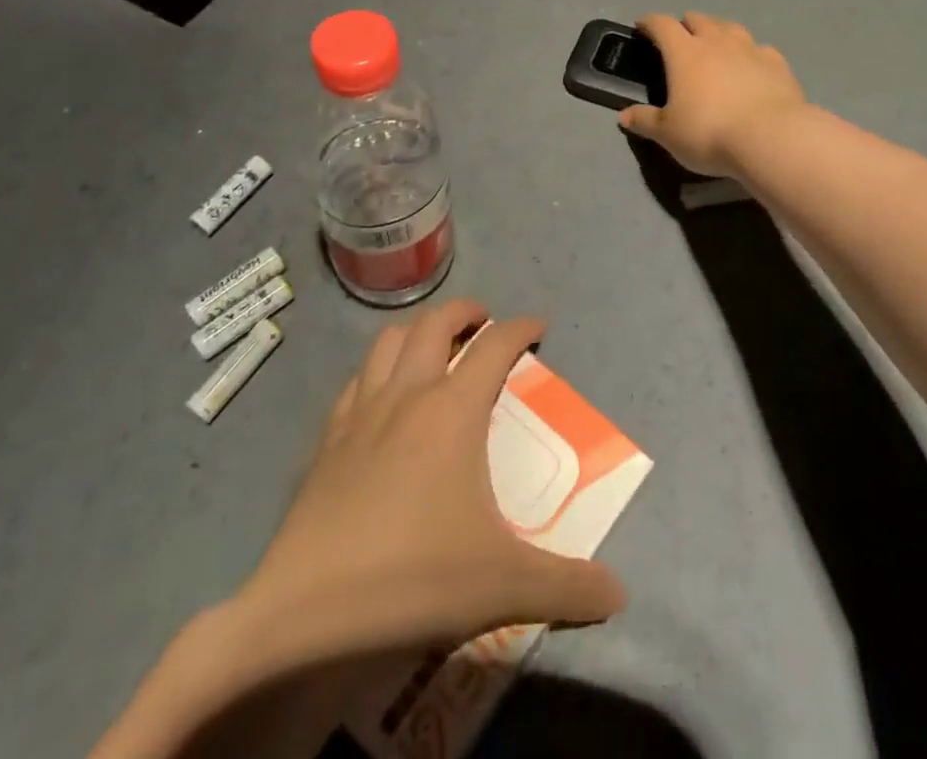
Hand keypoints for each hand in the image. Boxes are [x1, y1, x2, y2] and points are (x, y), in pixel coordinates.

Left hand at [240, 300, 625, 665]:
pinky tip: (381, 398)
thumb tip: (619, 594)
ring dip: (417, 331)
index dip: (520, 328)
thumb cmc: (415, 580)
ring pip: (388, 341)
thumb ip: (568, 586)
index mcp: (453, 410)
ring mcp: (360, 413)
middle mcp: (407, 395)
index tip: (538, 326)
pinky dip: (376, 372)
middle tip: (484, 322)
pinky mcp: (326, 441)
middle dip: (465, 311)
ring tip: (433, 347)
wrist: (307, 615)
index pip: (495, 346)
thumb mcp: (505, 586)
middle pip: (435, 323)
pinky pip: (355, 382)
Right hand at [618, 12, 806, 177]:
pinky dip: (750, 53)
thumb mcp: (668, 134)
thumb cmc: (709, 132)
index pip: (662, 25)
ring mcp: (750, 49)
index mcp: (684, 52)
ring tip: (716, 47)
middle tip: (680, 40)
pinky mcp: (778, 64)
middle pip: (698, 19)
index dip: (650, 23)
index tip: (642, 27)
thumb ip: (645, 121)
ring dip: (719, 32)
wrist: (771, 138)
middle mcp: (717, 42)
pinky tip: (751, 66)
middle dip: (686, 25)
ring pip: (731, 27)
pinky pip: (760, 49)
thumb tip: (623, 116)